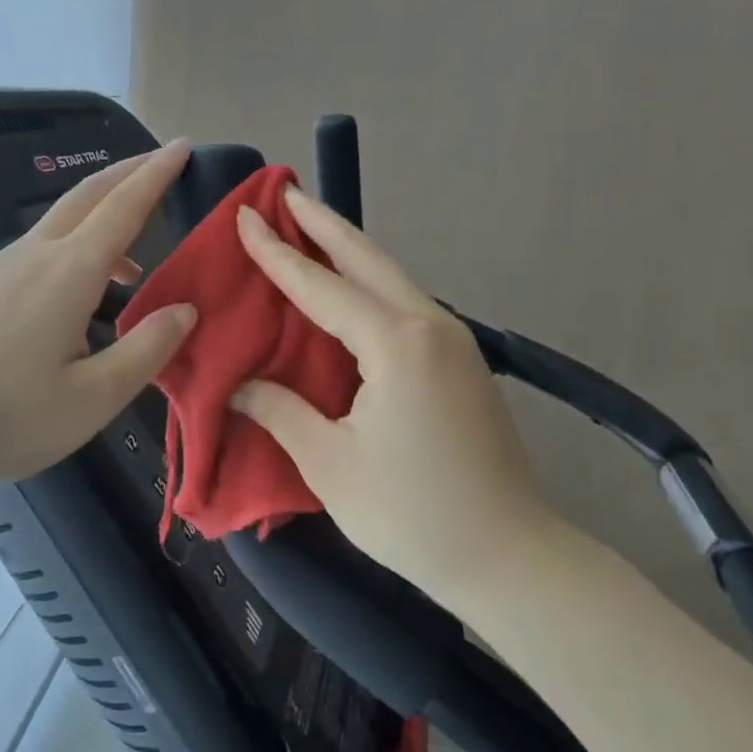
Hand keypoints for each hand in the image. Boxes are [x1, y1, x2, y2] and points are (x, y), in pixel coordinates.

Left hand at [0, 141, 197, 499]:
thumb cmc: (6, 419)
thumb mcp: (93, 399)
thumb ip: (146, 350)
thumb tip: (186, 310)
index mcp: (67, 273)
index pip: (123, 207)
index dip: (156, 174)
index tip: (182, 145)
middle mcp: (32, 255)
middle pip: (86, 195)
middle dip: (128, 173)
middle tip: (162, 162)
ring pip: (59, 221)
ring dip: (99, 215)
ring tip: (131, 260)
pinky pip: (36, 248)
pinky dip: (71, 246)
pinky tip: (74, 295)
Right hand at [229, 184, 560, 604]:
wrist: (512, 559)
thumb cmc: (414, 513)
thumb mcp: (330, 465)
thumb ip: (280, 411)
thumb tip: (240, 384)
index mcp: (395, 344)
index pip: (320, 286)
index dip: (276, 253)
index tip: (245, 215)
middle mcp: (429, 326)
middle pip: (367, 259)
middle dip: (323, 223)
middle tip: (286, 192)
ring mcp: (453, 342)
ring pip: (391, 277)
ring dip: (348, 250)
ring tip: (310, 228)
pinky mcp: (461, 363)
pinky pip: (403, 304)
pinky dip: (368, 284)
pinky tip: (348, 290)